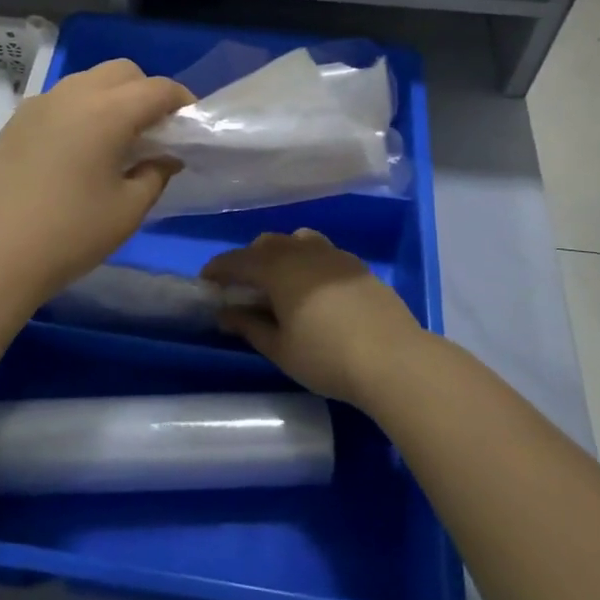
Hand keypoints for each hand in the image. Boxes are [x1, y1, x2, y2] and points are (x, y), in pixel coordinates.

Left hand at [0, 60, 192, 303]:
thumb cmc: (72, 233)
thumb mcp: (129, 209)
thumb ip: (156, 173)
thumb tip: (165, 156)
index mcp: (107, 111)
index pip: (157, 88)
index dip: (181, 101)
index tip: (190, 124)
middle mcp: (73, 94)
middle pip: (122, 72)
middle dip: (145, 91)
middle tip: (154, 130)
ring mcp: (40, 104)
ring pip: (88, 81)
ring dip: (111, 97)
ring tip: (115, 138)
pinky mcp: (17, 120)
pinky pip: (60, 99)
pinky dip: (81, 110)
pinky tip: (78, 148)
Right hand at [203, 230, 426, 404]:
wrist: (393, 359)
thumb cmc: (326, 356)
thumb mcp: (280, 348)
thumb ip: (249, 326)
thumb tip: (225, 314)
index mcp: (277, 268)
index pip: (237, 261)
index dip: (218, 269)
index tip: (205, 281)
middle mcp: (303, 251)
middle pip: (267, 244)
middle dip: (249, 260)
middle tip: (241, 285)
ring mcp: (334, 256)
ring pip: (297, 241)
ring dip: (280, 254)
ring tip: (278, 280)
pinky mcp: (358, 267)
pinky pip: (322, 253)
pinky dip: (307, 261)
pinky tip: (313, 287)